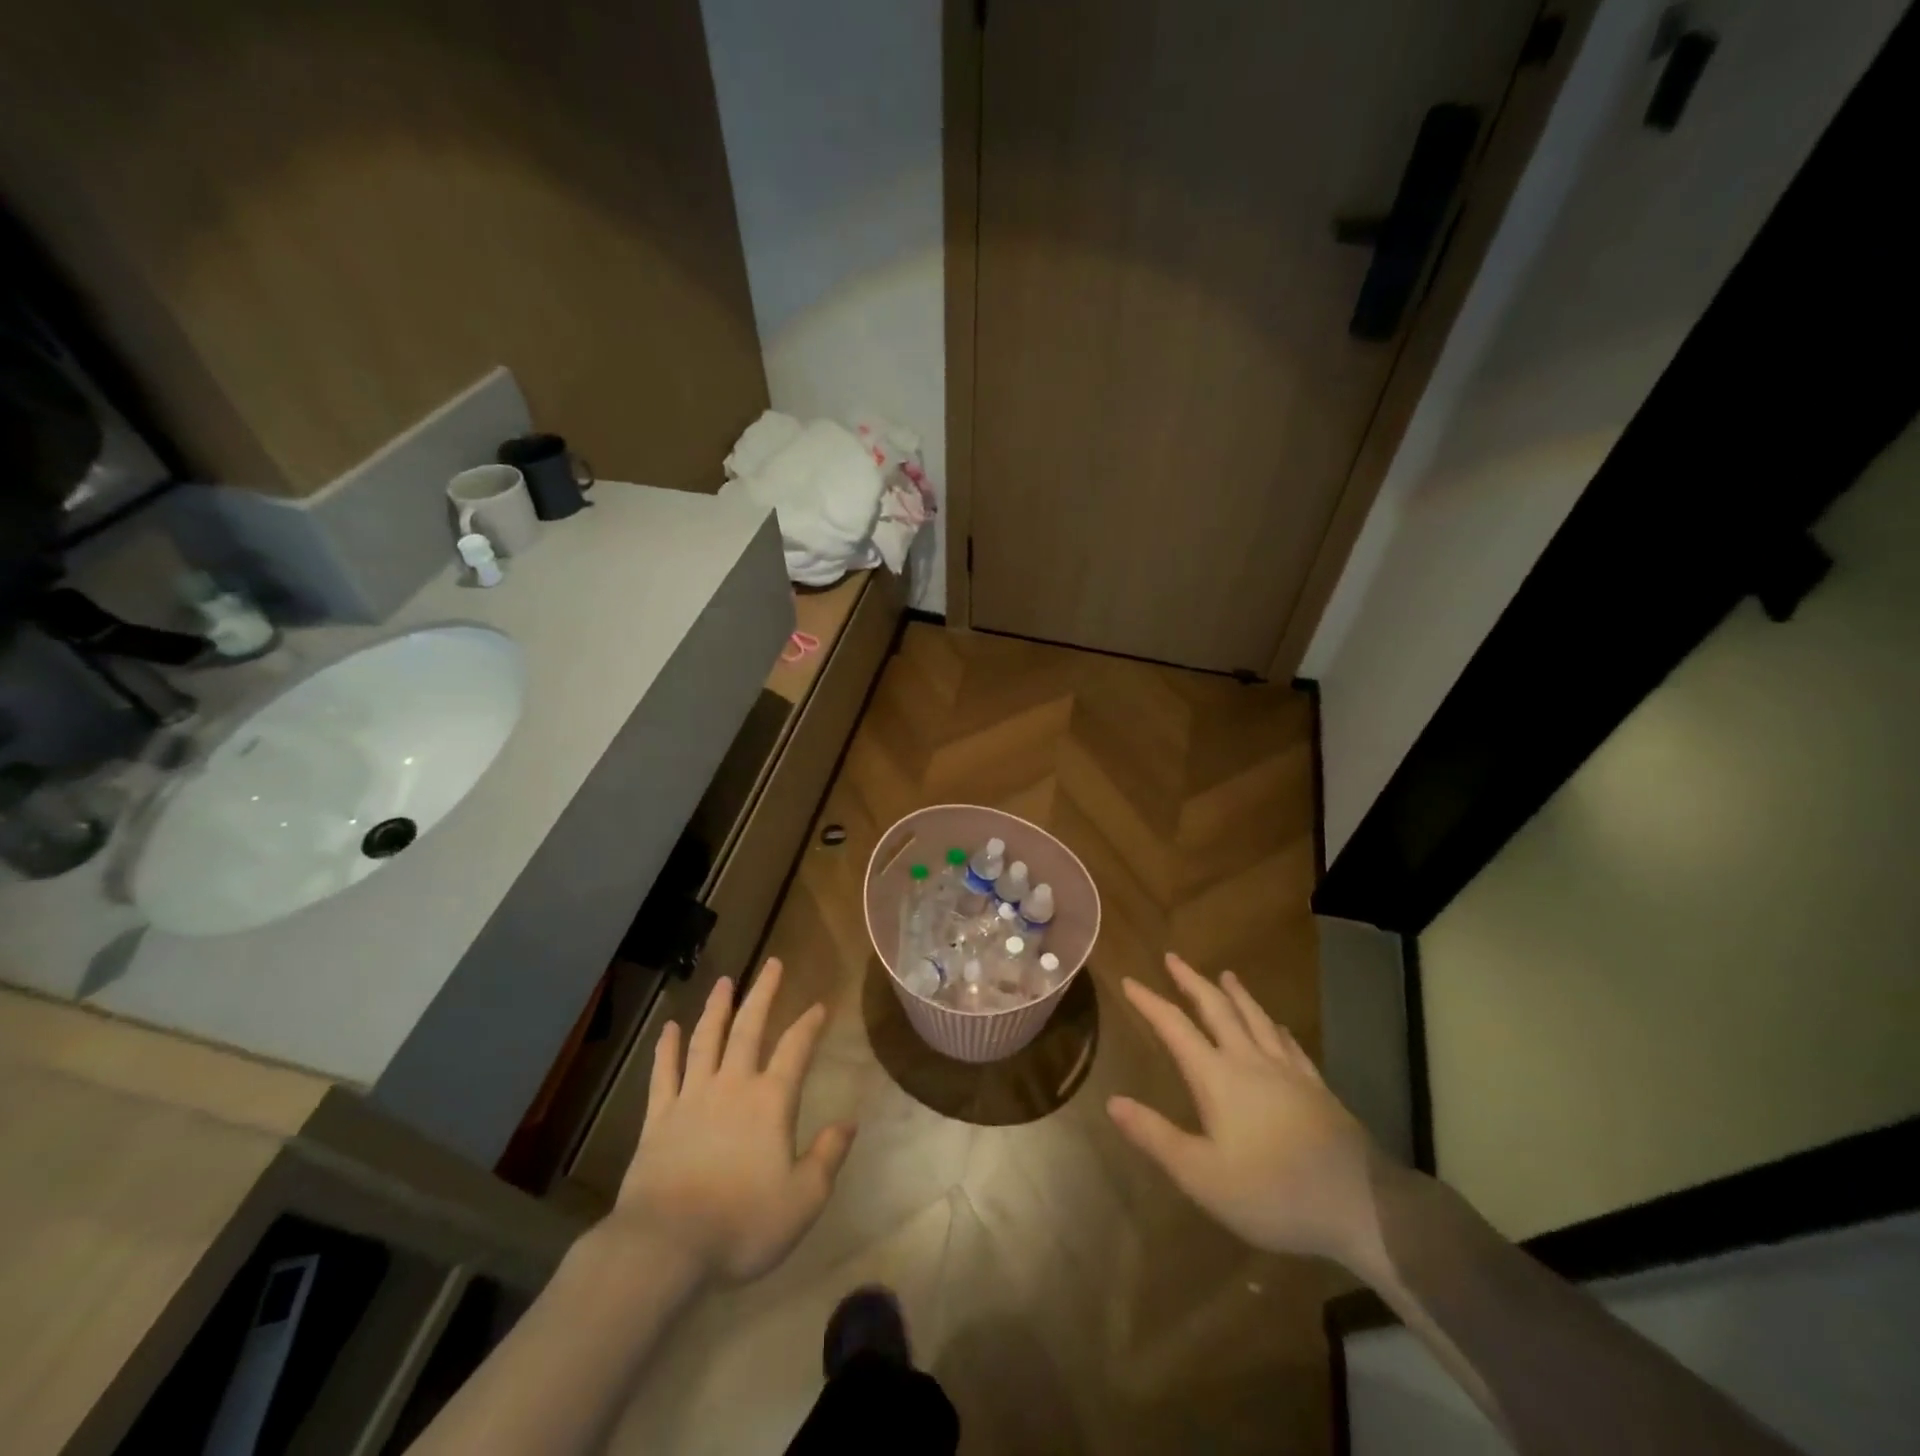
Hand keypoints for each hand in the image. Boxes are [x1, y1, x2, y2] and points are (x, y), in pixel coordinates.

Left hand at [611, 958, 855, 1283]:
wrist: (665, 1247)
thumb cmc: (742, 1223)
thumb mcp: (803, 1199)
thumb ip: (828, 1156)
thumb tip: (849, 1122)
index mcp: (771, 1101)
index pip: (796, 1049)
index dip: (809, 1024)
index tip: (820, 1004)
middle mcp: (732, 1086)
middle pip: (749, 1028)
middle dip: (763, 994)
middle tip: (772, 964)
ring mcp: (692, 1098)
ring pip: (706, 1040)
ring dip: (717, 1008)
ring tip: (725, 981)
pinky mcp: (658, 1118)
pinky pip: (663, 1073)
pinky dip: (666, 1048)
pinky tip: (668, 1027)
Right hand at [1107, 953, 1387, 1277]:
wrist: (1359, 1205)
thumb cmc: (1271, 1192)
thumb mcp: (1201, 1175)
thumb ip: (1155, 1136)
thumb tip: (1112, 1101)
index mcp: (1217, 1077)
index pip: (1175, 1028)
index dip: (1150, 1003)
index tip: (1129, 980)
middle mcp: (1250, 1061)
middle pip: (1217, 1009)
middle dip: (1192, 982)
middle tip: (1173, 958)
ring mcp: (1288, 1071)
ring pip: (1256, 1018)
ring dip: (1236, 994)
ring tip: (1225, 975)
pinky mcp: (1317, 1087)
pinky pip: (1290, 1044)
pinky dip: (1275, 1026)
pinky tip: (1278, 1026)